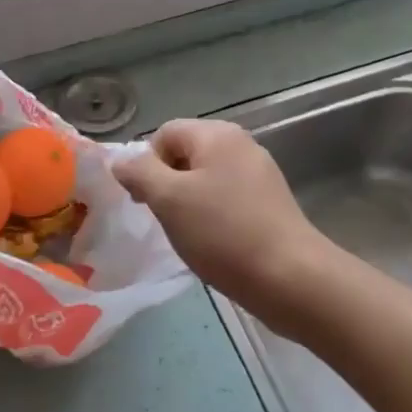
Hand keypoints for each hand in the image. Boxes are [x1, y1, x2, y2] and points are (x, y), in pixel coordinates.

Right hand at [113, 119, 336, 339]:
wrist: (291, 278)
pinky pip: (227, 199)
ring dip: (188, 203)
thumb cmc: (223, 233)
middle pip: (185, 154)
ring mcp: (259, 174)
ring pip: (205, 179)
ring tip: (191, 234)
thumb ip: (139, 172)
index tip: (145, 202)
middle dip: (167, 184)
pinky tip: (215, 243)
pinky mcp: (270, 203)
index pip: (164, 133)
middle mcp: (241, 144)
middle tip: (165, 219)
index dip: (147, 164)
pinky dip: (213, 216)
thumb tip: (120, 160)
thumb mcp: (169, 199)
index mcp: (217, 135)